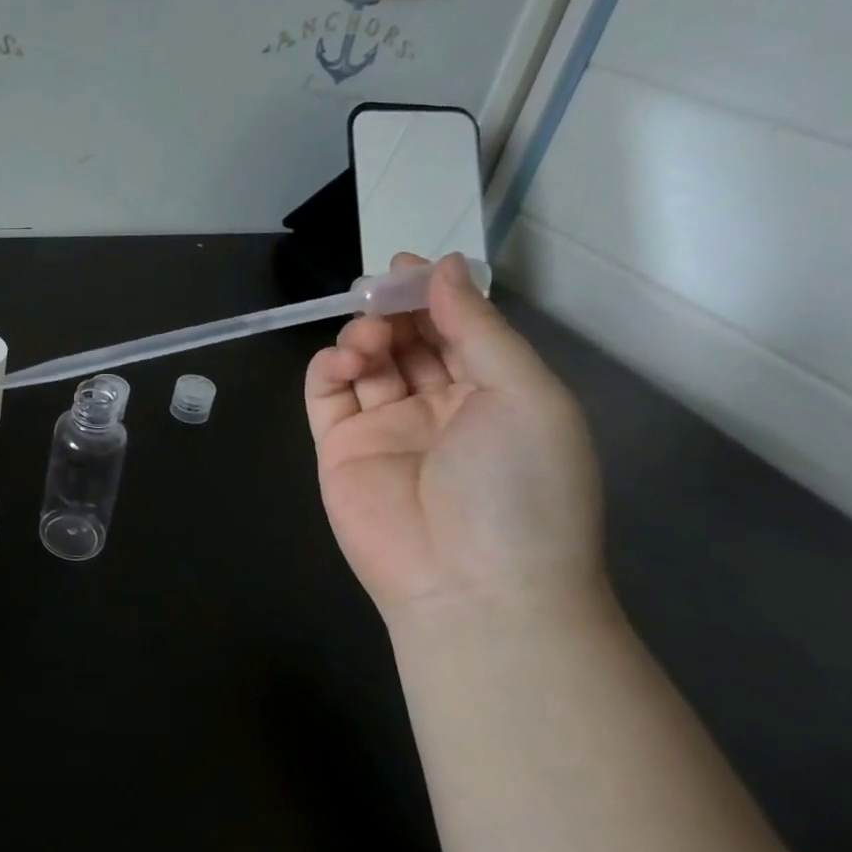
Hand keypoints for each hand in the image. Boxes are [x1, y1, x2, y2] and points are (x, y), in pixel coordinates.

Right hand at [304, 254, 605, 622]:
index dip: (434, 295)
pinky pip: (326, 395)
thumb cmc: (518, 486)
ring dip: (363, 336)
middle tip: (377, 292)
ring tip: (368, 339)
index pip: (457, 330)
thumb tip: (442, 269)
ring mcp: (384, 427)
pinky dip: (328, 368)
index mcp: (494, 394)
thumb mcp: (525, 396)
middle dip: (393, 310)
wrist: (471, 584)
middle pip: (408, 339)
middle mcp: (438, 406)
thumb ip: (477, 329)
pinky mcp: (338, 447)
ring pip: (365, 361)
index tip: (406, 266)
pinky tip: (343, 361)